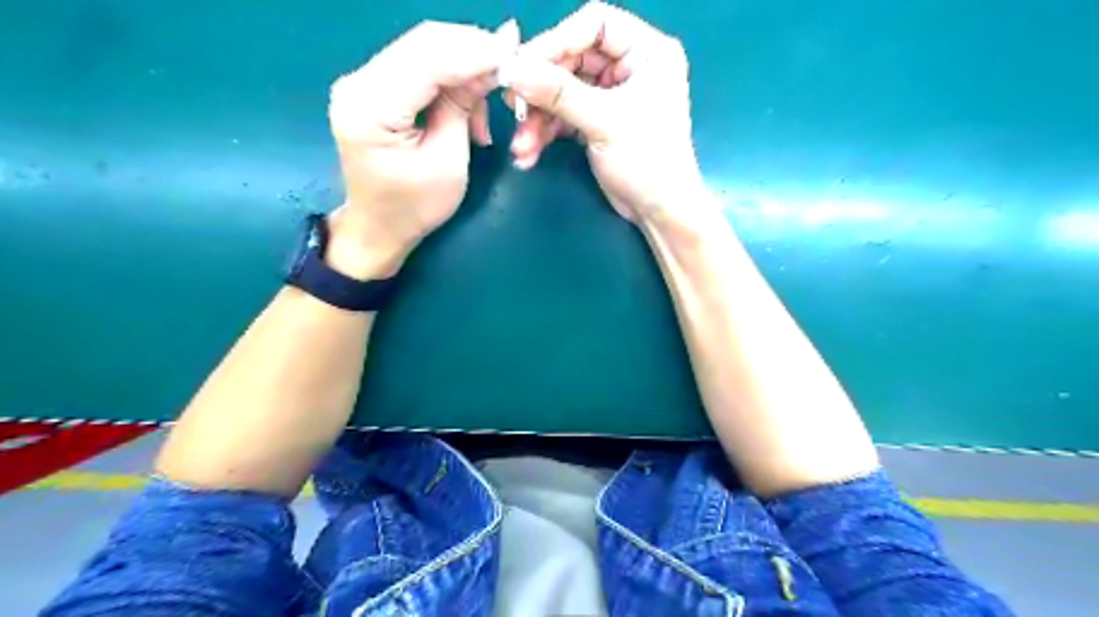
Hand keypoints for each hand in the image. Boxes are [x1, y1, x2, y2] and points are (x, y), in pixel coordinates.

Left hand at [325, 20, 519, 277]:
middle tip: (510, 69)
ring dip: (464, 66)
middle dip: (473, 50)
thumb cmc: (414, 207)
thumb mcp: (448, 162)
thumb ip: (463, 108)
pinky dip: (450, 76)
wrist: (378, 226)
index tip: (514, 52)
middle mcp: (358, 83)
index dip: (474, 50)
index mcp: (371, 108)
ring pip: (424, 48)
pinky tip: (467, 106)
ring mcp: (363, 80)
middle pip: (424, 42)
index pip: (428, 59)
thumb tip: (491, 64)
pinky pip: (419, 64)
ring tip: (487, 107)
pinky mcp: (373, 85)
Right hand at [502, 3, 709, 227]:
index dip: (557, 41)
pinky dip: (545, 134)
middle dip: (541, 89)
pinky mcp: (597, 121)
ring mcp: (611, 96)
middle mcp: (629, 67)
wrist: (658, 211)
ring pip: (562, 92)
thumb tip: (511, 70)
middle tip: (513, 106)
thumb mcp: (605, 122)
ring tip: (521, 145)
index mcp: (647, 52)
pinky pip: (563, 117)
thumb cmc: (647, 160)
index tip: (524, 66)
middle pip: (571, 60)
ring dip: (538, 119)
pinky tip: (529, 154)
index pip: (594, 24)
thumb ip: (558, 93)